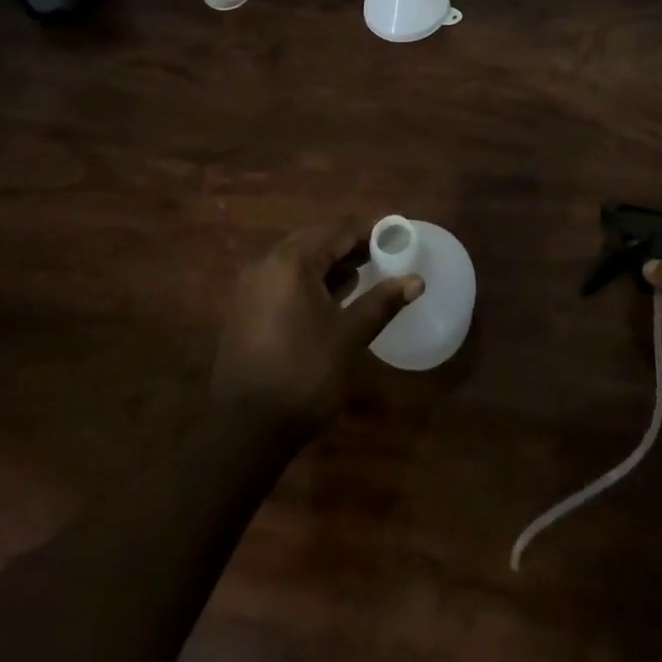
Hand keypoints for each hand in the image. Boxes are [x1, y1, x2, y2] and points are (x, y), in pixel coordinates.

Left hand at [211, 225, 422, 438]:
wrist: (245, 431)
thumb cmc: (304, 374)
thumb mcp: (349, 336)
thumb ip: (382, 302)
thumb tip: (416, 280)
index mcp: (291, 262)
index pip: (338, 231)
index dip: (369, 232)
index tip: (395, 236)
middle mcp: (266, 264)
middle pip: (315, 240)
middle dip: (349, 246)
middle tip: (381, 255)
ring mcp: (251, 287)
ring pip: (297, 261)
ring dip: (328, 264)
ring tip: (362, 275)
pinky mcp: (245, 310)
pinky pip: (282, 280)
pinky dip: (308, 281)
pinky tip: (330, 300)